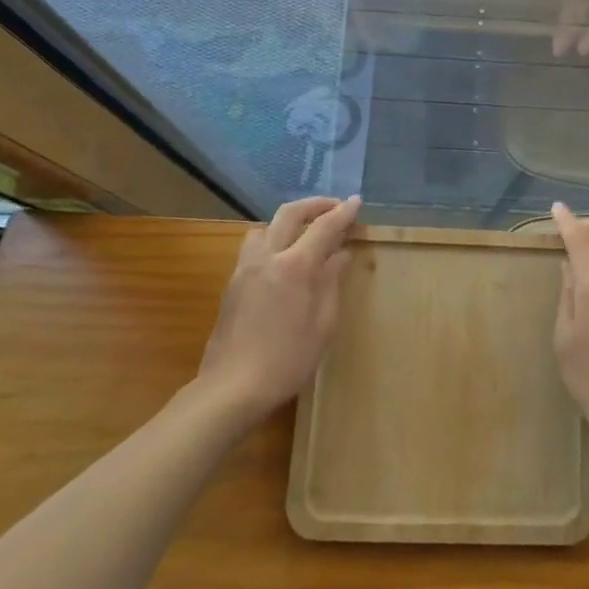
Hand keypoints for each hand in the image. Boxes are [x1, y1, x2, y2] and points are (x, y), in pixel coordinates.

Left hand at [195, 196, 360, 424]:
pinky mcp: (233, 283)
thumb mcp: (323, 324)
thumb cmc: (287, 360)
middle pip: (289, 214)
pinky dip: (273, 238)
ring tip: (306, 233)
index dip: (343, 212)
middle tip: (334, 207)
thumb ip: (331, 282)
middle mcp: (267, 257)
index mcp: (295, 266)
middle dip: (314, 205)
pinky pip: (254, 246)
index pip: (324, 227)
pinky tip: (283, 259)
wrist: (232, 387)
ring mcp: (245, 269)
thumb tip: (341, 254)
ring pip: (265, 227)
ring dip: (288, 221)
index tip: (357, 201)